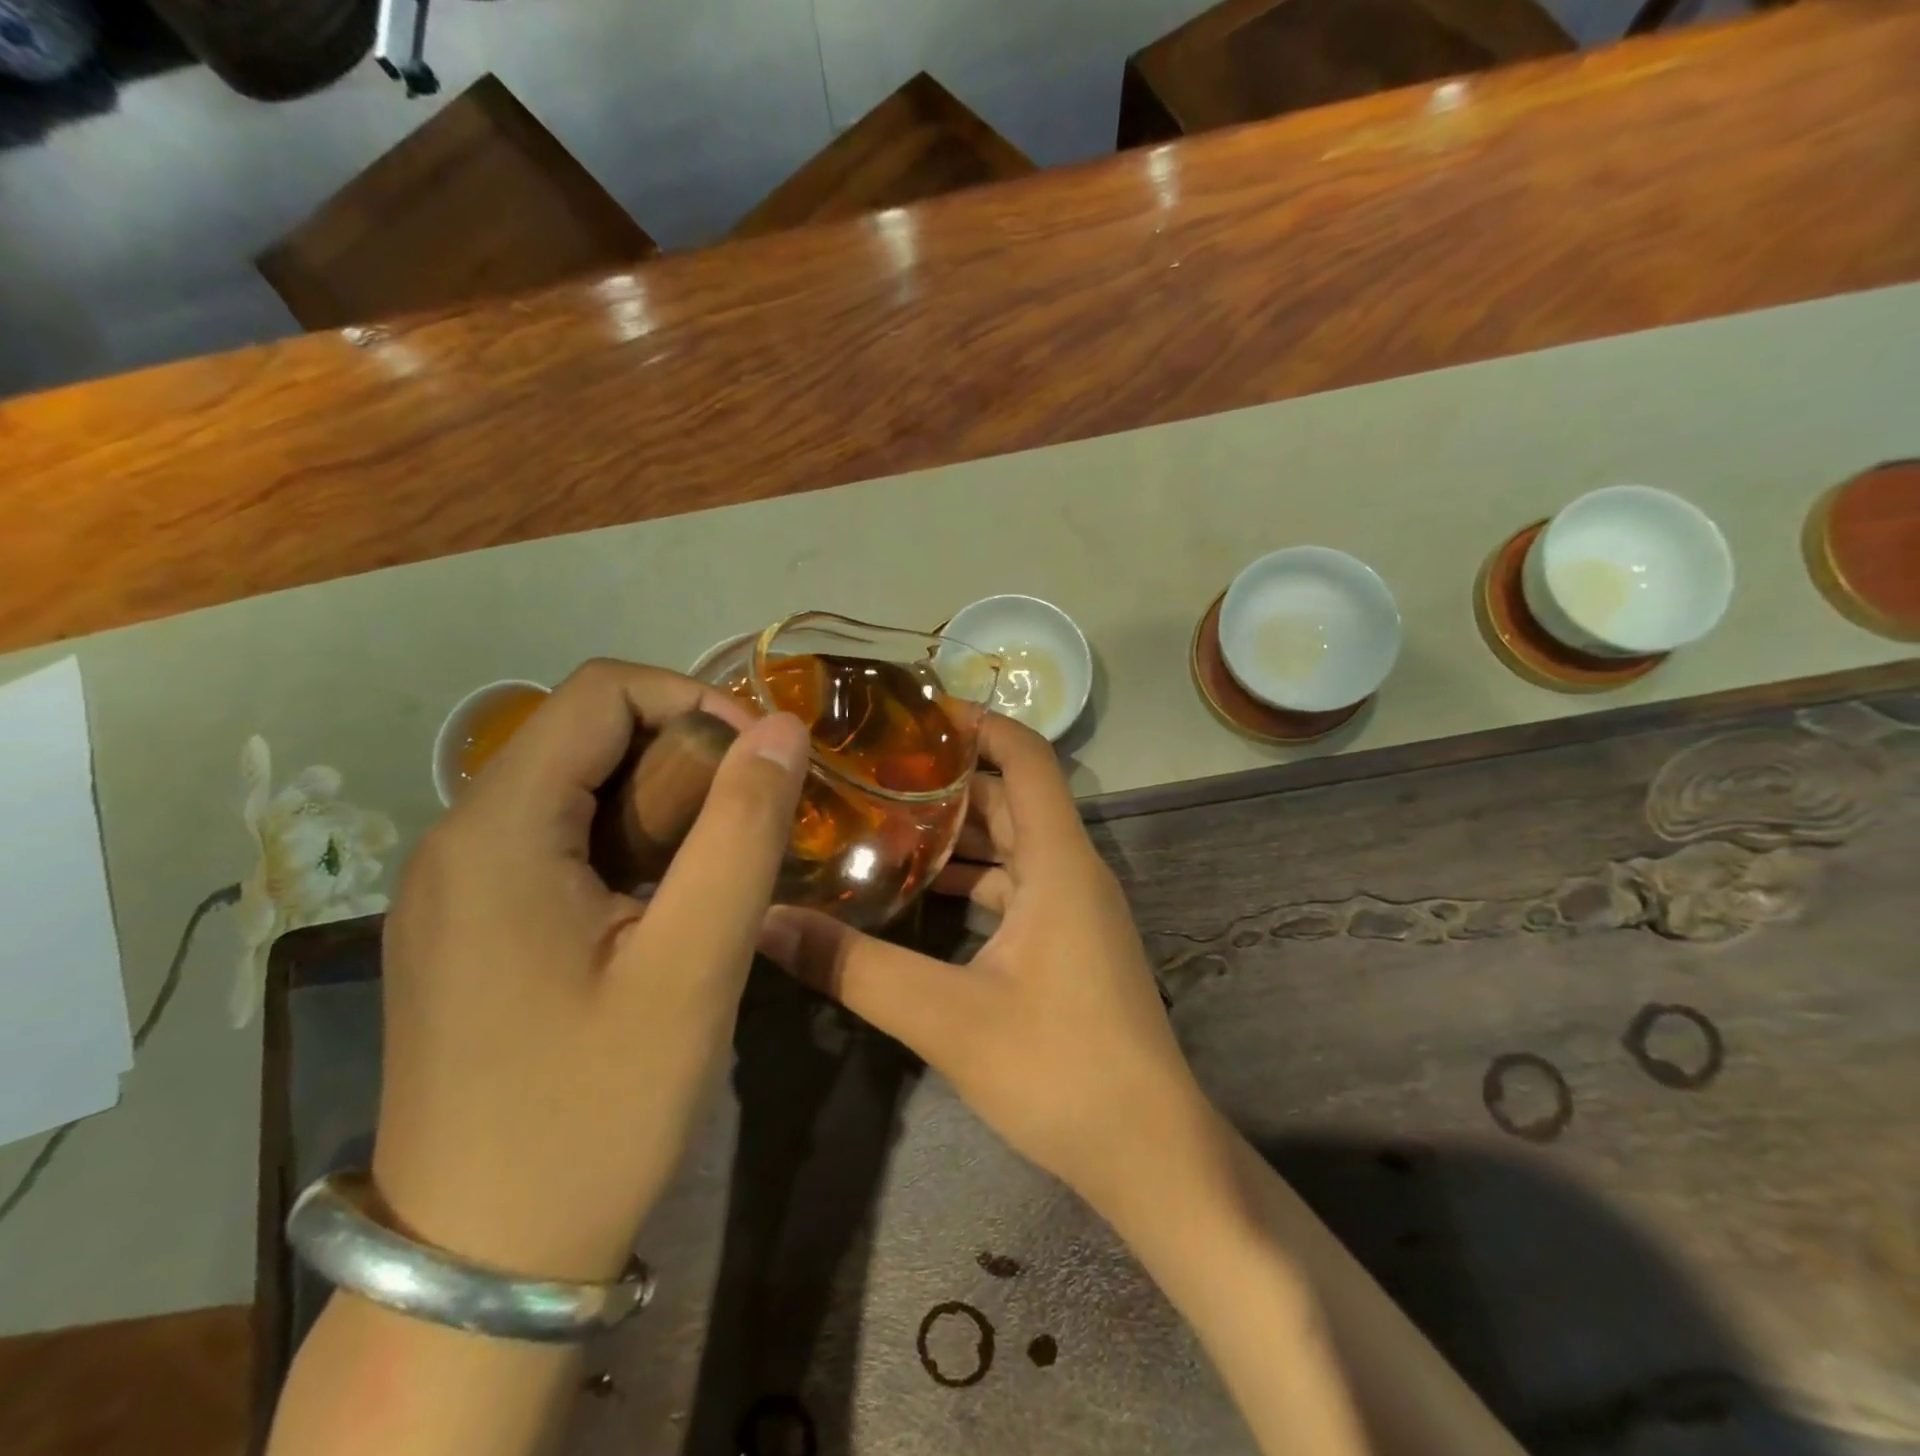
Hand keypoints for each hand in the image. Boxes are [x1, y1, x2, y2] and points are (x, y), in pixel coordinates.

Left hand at [372, 659, 807, 1282]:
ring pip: (574, 788)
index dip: (694, 699)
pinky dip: (627, 842)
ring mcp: (454, 888)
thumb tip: (782, 729)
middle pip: (585, 735)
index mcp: (497, 832)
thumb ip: (742, 831)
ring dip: (661, 801)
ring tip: (719, 866)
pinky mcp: (467, 928)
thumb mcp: (692, 966)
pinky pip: (555, 841)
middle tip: (750, 822)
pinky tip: (665, 904)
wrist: (482, 1264)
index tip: (761, 761)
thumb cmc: (595, 1109)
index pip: (601, 691)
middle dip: (684, 755)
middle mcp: (457, 840)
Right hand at [758, 714, 1219, 1222]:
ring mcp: (1075, 910)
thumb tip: (768, 924)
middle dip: (948, 779)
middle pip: (1009, 798)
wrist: (1150, 1153)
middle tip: (872, 771)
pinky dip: (972, 881)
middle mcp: (1072, 871)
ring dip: (955, 834)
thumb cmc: (1060, 1070)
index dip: (978, 724)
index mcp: (1059, 862)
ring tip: (880, 824)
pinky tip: (920, 896)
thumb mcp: (947, 1017)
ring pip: (1012, 846)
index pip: (1027, 757)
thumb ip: (856, 968)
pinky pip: (1017, 888)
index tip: (914, 713)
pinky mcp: (1070, 944)